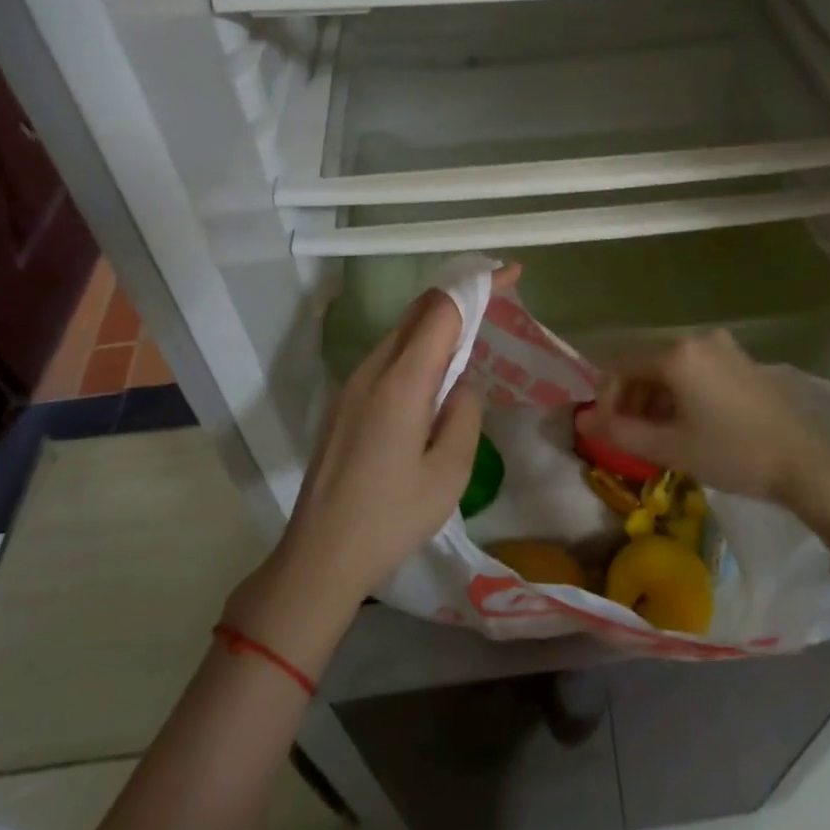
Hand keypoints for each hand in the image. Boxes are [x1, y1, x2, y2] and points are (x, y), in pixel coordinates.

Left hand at [281, 267, 519, 603]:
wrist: (319, 556)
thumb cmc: (391, 517)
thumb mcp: (450, 471)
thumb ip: (465, 414)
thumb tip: (461, 385)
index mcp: (401, 381)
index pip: (442, 310)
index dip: (477, 286)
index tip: (510, 273)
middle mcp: (372, 371)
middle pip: (417, 313)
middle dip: (458, 296)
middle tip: (497, 298)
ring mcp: (352, 386)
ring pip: (400, 334)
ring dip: (437, 323)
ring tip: (472, 336)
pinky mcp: (344, 403)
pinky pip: (388, 358)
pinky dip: (418, 348)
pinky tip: (435, 376)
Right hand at [575, 330, 829, 533]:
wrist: (806, 462)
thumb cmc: (734, 453)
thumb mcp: (671, 447)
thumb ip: (620, 432)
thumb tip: (582, 419)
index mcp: (677, 353)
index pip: (620, 364)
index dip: (606, 397)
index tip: (609, 431)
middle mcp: (697, 338)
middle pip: (645, 362)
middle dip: (630, 398)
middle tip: (631, 436)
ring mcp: (723, 346)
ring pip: (670, 366)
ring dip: (654, 397)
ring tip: (658, 435)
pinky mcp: (740, 360)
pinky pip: (694, 368)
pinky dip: (679, 392)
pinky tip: (687, 423)